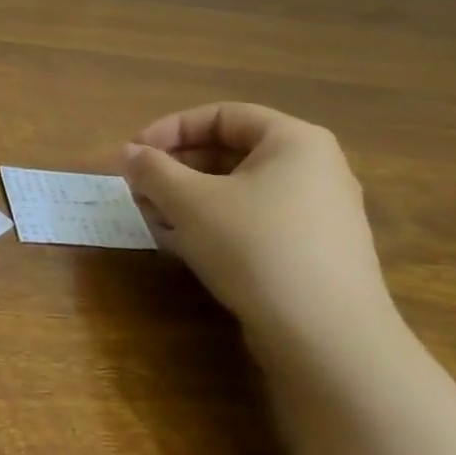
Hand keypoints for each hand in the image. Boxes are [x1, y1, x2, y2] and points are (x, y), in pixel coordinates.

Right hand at [121, 103, 400, 360]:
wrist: (327, 338)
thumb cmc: (255, 247)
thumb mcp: (189, 201)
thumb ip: (152, 170)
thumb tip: (128, 153)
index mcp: (294, 141)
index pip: (221, 115)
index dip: (170, 129)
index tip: (134, 154)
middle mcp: (314, 169)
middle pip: (229, 153)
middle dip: (175, 169)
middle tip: (139, 190)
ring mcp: (318, 214)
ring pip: (238, 191)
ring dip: (189, 199)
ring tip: (154, 221)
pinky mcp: (313, 252)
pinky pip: (254, 221)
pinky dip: (215, 225)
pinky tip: (185, 247)